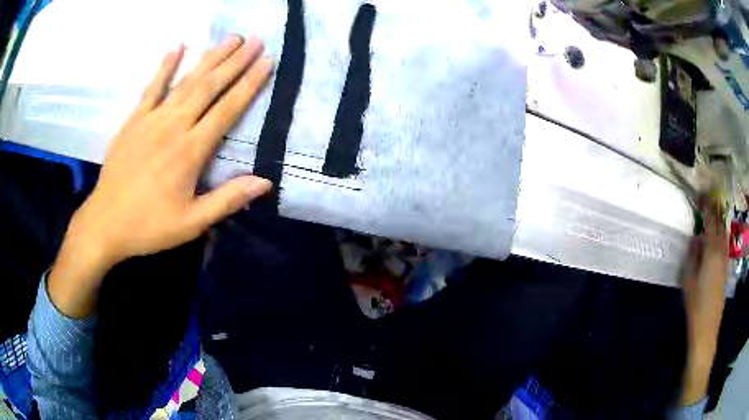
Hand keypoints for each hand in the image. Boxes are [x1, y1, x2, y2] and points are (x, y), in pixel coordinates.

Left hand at [49, 35, 273, 317]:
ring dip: (210, 57)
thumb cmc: (148, 226)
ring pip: (186, 81)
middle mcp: (173, 126)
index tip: (267, 62)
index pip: (227, 109)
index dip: (249, 84)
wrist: (105, 223)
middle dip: (235, 61)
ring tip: (231, 39)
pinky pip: (152, 87)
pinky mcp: (134, 120)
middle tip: (255, 39)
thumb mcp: (191, 223)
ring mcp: (151, 119)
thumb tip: (264, 182)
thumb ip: (227, 200)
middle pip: (209, 86)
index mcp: (190, 151)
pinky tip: (178, 47)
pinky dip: (165, 66)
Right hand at [679, 197, 728, 404]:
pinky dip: (721, 236)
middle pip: (720, 225)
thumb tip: (695, 238)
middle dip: (715, 210)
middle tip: (708, 199)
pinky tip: (717, 239)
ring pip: (724, 234)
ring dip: (719, 222)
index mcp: (711, 251)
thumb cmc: (695, 306)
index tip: (702, 194)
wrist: (706, 329)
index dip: (707, 206)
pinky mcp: (726, 270)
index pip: (710, 221)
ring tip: (713, 215)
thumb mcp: (688, 280)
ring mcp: (725, 261)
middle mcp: (721, 251)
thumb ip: (692, 255)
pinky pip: (725, 246)